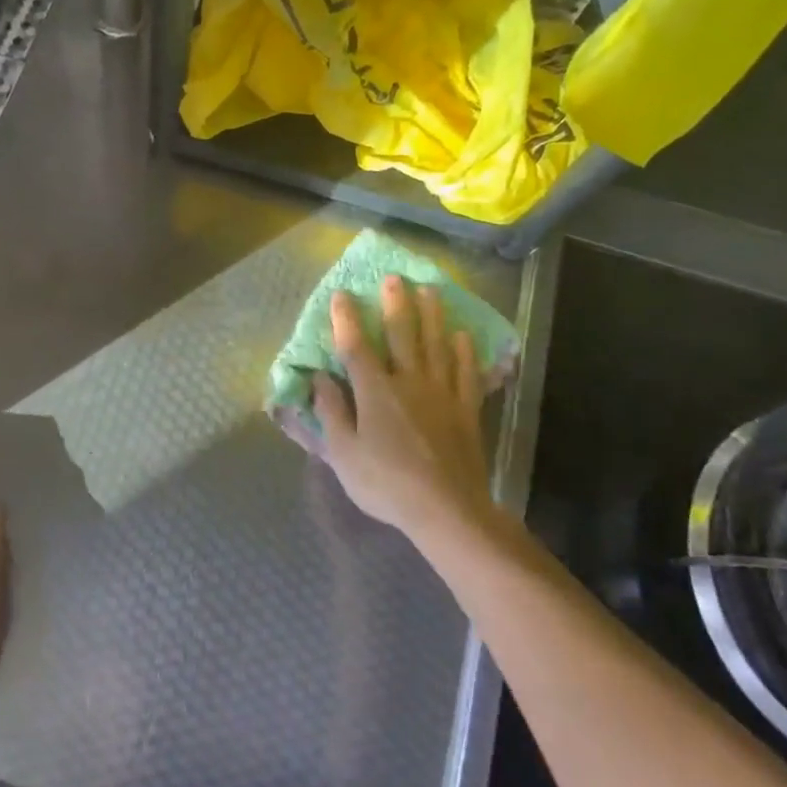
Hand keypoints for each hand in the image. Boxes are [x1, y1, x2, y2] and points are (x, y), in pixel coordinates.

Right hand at [312, 276, 495, 546]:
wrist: (445, 508)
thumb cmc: (386, 484)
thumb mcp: (344, 454)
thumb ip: (332, 412)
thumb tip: (320, 378)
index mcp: (375, 391)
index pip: (356, 347)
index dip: (347, 319)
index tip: (342, 294)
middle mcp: (409, 381)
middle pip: (402, 334)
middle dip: (395, 304)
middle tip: (395, 278)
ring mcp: (442, 393)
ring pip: (437, 344)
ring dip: (432, 315)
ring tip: (430, 291)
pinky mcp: (466, 409)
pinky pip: (466, 372)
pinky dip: (465, 352)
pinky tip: (463, 336)